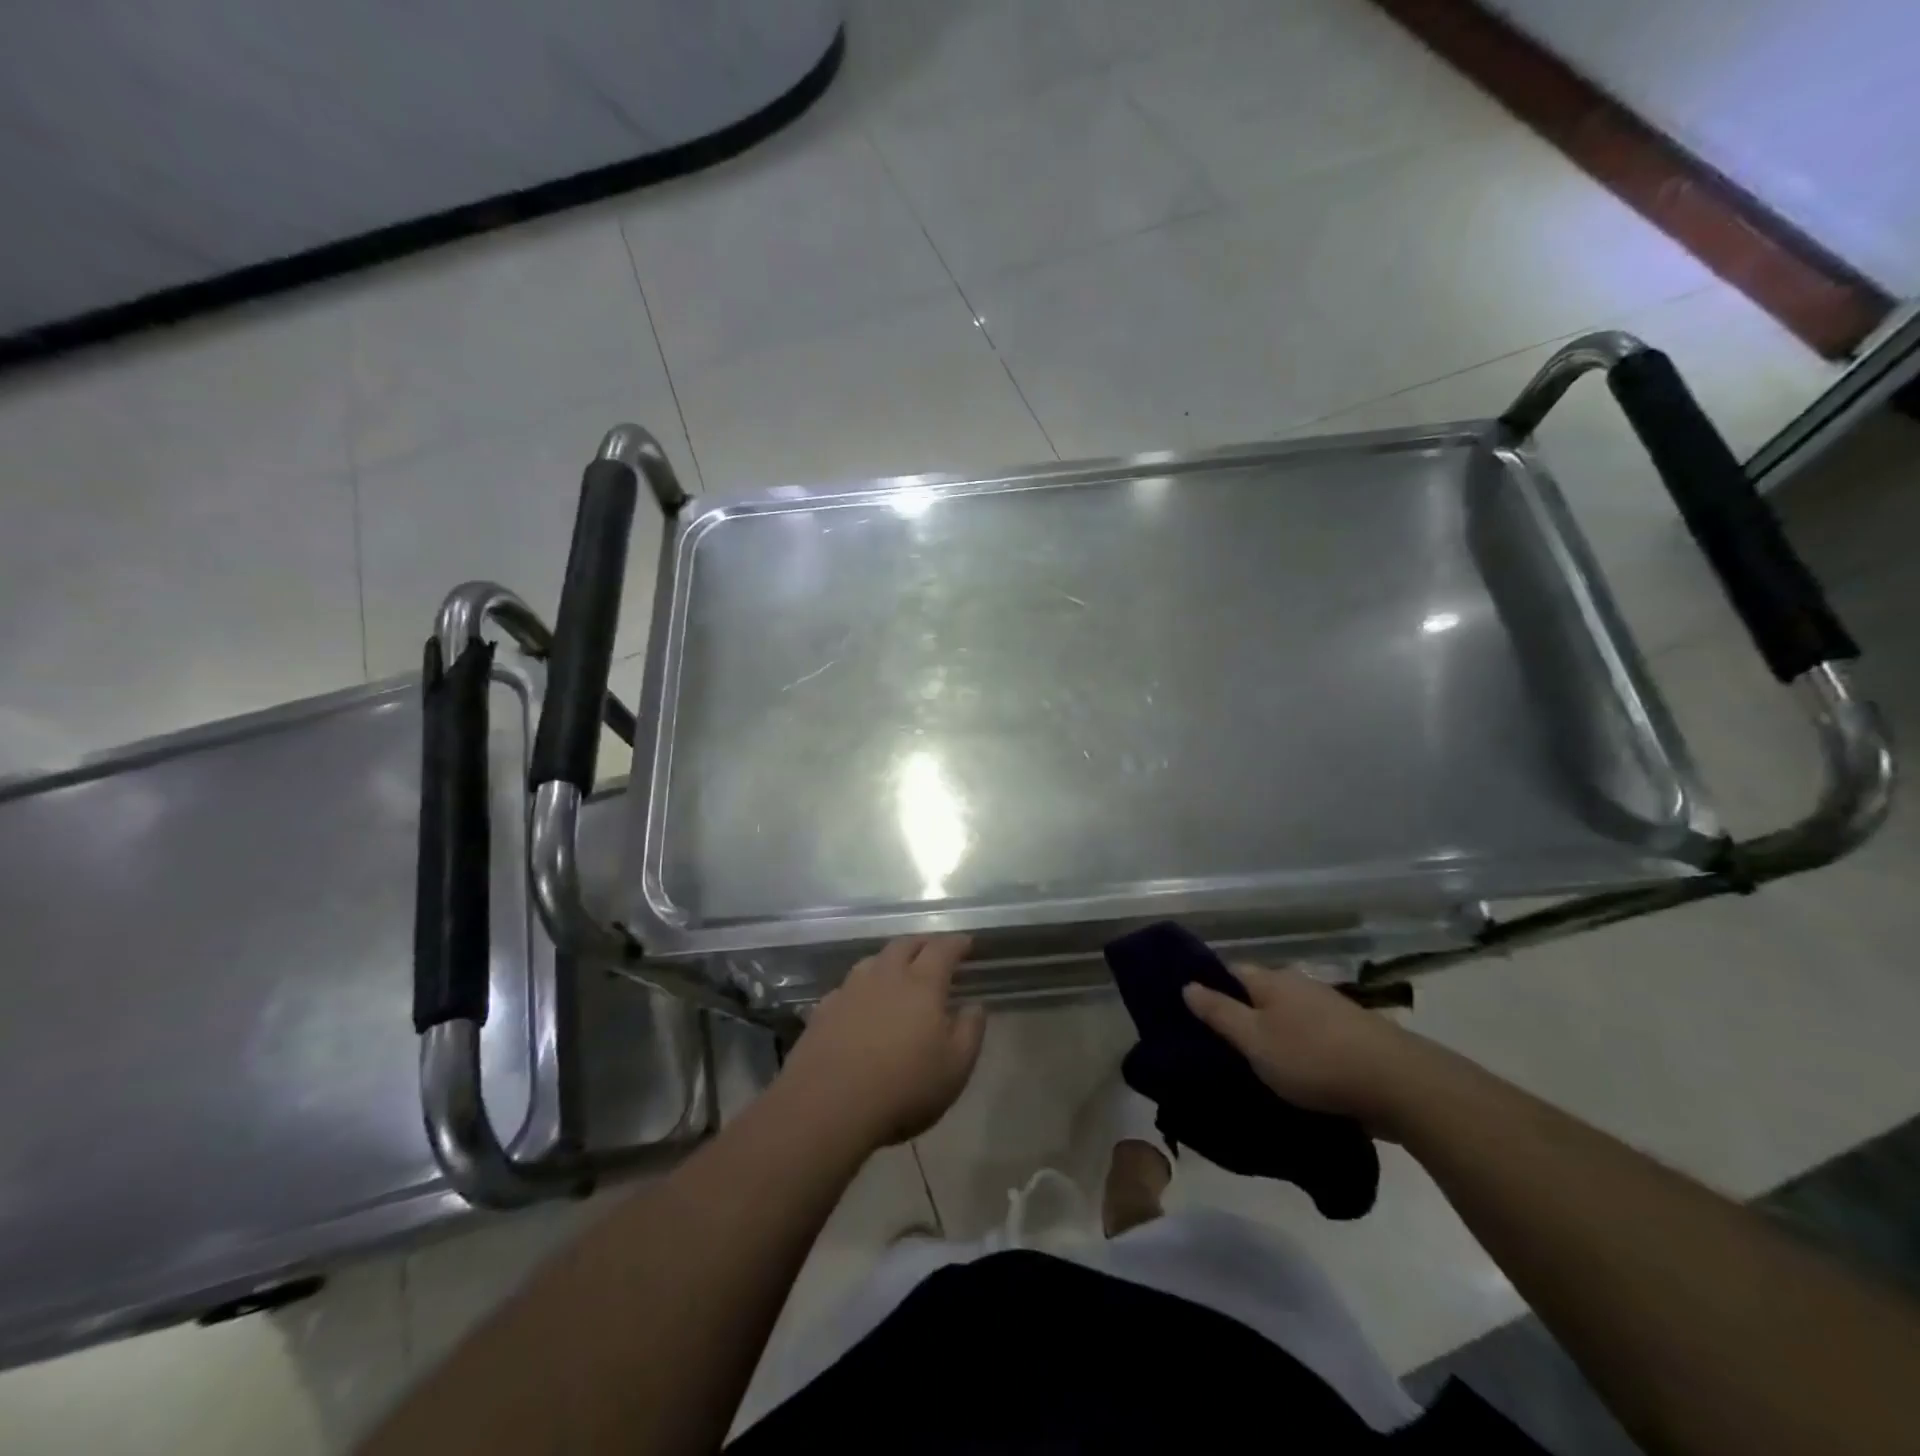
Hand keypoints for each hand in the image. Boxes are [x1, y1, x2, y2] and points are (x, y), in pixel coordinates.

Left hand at [776, 936, 985, 1154]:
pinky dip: (862, 987)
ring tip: (897, 971)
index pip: (942, 950)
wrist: (828, 1107)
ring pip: (873, 960)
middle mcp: (885, 976)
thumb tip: (975, 1006)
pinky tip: (861, 1002)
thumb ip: (970, 1031)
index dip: (956, 943)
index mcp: (921, 984)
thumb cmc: (903, 1088)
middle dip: (922, 943)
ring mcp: (850, 990)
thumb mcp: (955, 1068)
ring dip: (889, 959)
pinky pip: (847, 987)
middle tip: (933, 950)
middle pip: (904, 945)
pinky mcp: (823, 1010)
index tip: (966, 943)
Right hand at [1183, 964, 1427, 1132]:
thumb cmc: (1314, 1059)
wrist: (1399, 1084)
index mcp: (1271, 980)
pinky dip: (1298, 1050)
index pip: (1228, 972)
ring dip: (1272, 1035)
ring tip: (1255, 1065)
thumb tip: (1187, 984)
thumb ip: (1219, 1013)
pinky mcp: (1353, 1036)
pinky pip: (1311, 1036)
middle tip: (1219, 1047)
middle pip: (1258, 994)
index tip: (1191, 1016)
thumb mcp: (1255, 1040)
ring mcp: (1329, 1008)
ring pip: (1286, 1016)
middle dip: (1240, 1015)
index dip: (1209, 989)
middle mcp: (1299, 985)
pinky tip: (1295, 1074)